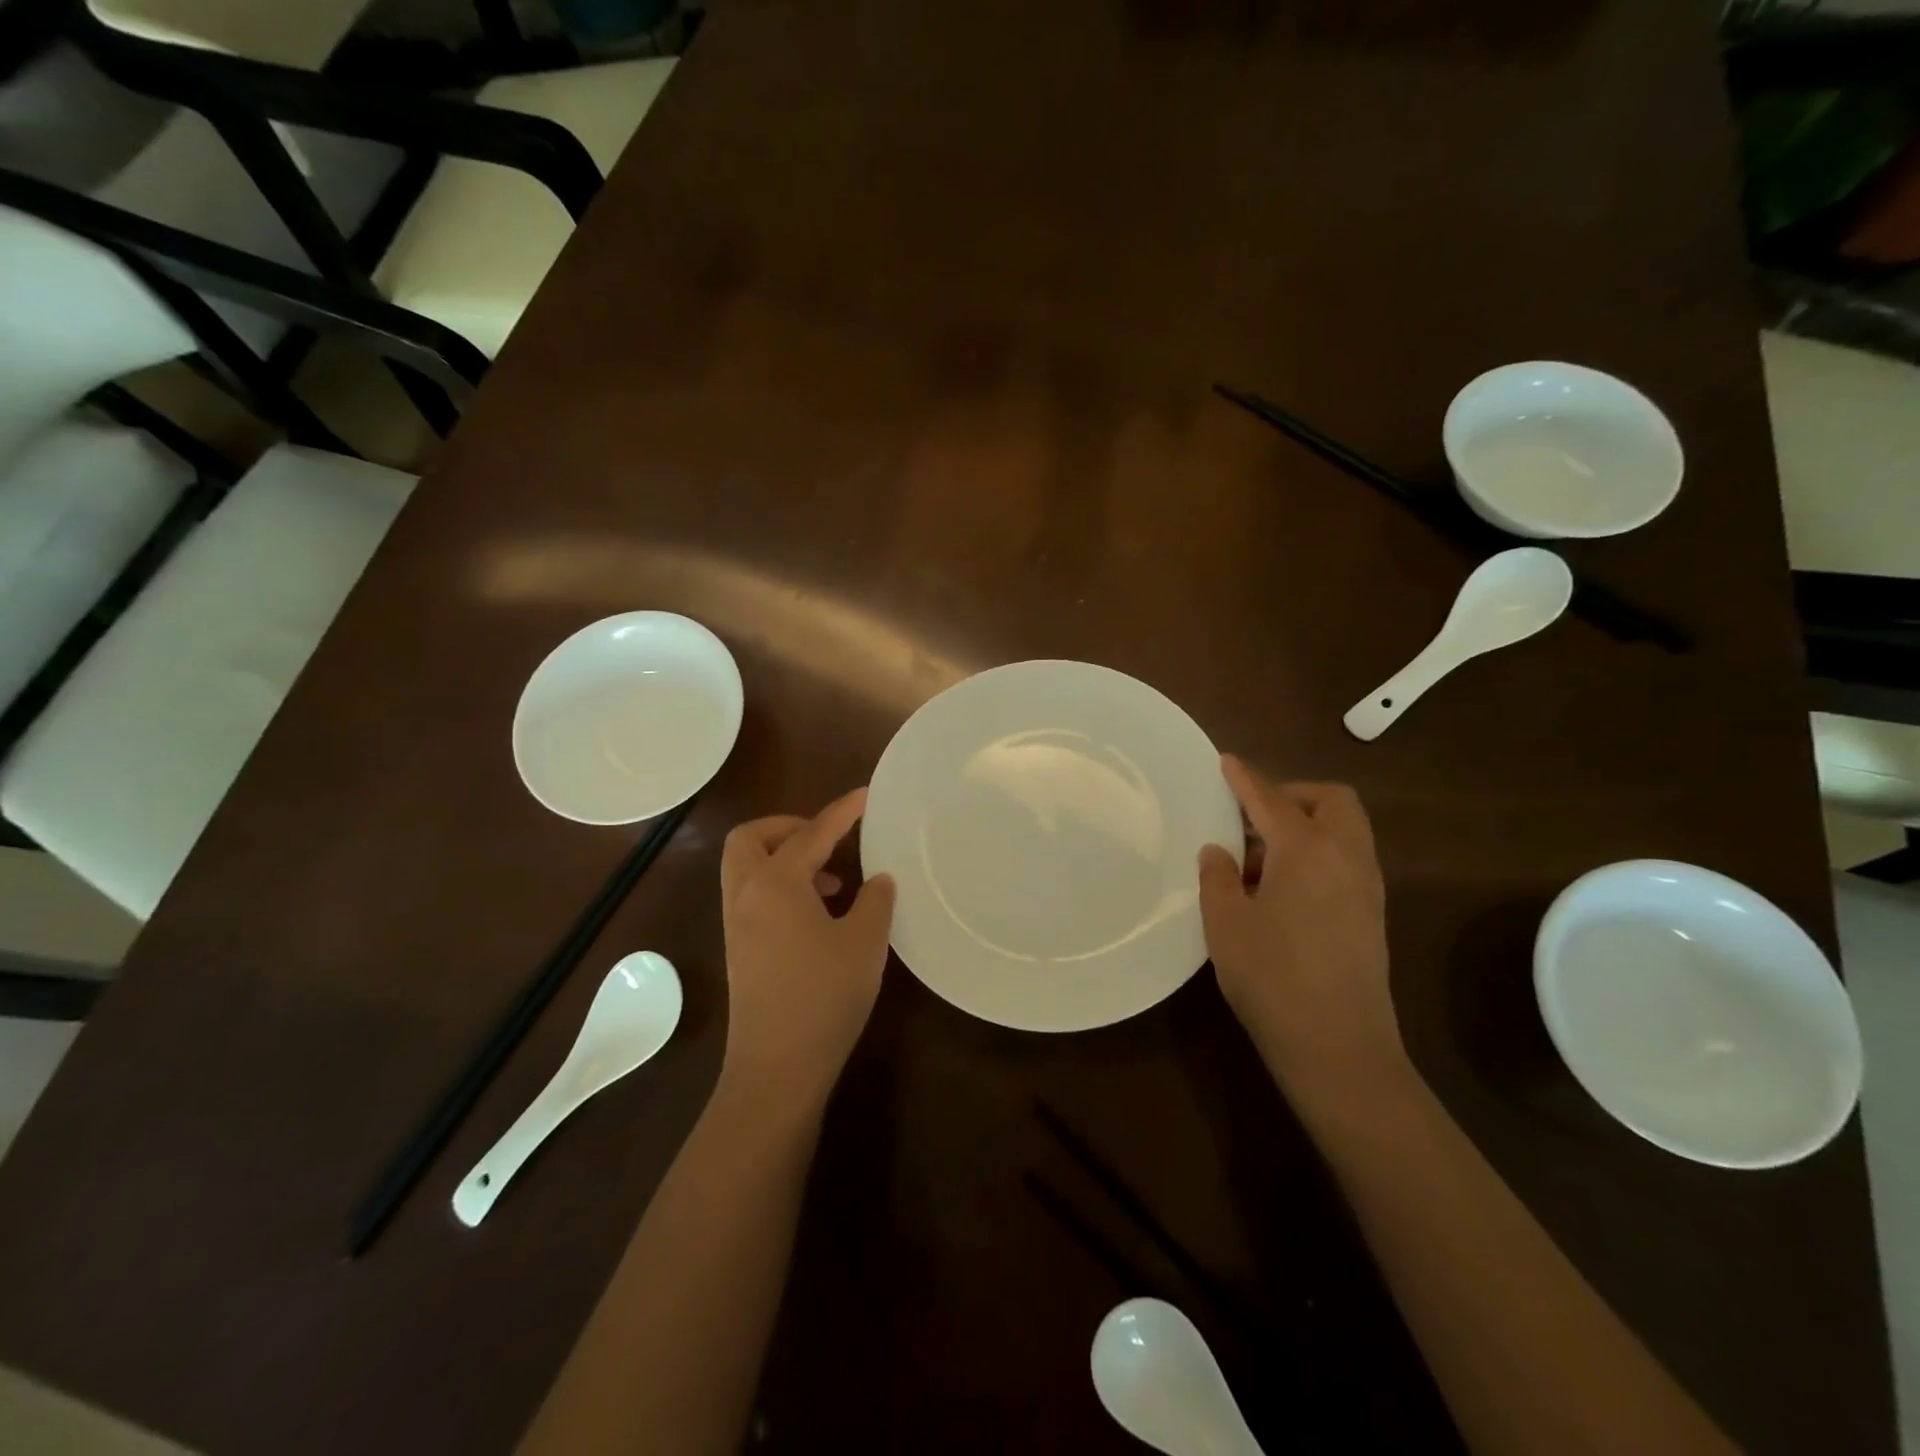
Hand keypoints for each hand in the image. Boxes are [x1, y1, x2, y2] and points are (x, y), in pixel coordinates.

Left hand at [719, 789, 896, 1109]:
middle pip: (750, 838)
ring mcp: (737, 924)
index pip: (812, 833)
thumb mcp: (864, 943)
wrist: (777, 1068)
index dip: (842, 812)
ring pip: (748, 868)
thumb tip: (878, 879)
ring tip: (833, 879)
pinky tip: (819, 913)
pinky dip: (780, 886)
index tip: (865, 796)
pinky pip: (753, 895)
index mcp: (775, 883)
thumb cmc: (823, 997)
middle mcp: (747, 895)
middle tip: (827, 839)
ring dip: (784, 858)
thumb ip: (875, 900)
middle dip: (787, 827)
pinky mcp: (739, 949)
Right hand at [1198, 756, 1406, 1107]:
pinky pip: (1346, 859)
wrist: (1338, 1047)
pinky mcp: (1371, 914)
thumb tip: (1219, 852)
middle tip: (1251, 817)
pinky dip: (1317, 853)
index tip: (1227, 761)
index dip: (1245, 778)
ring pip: (1344, 830)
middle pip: (1331, 801)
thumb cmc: (1272, 978)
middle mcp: (1346, 857)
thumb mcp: (1225, 923)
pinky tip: (1282, 889)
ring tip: (1259, 860)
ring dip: (1305, 825)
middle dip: (1292, 795)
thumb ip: (1218, 877)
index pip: (1271, 800)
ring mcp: (1366, 887)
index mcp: (1307, 850)